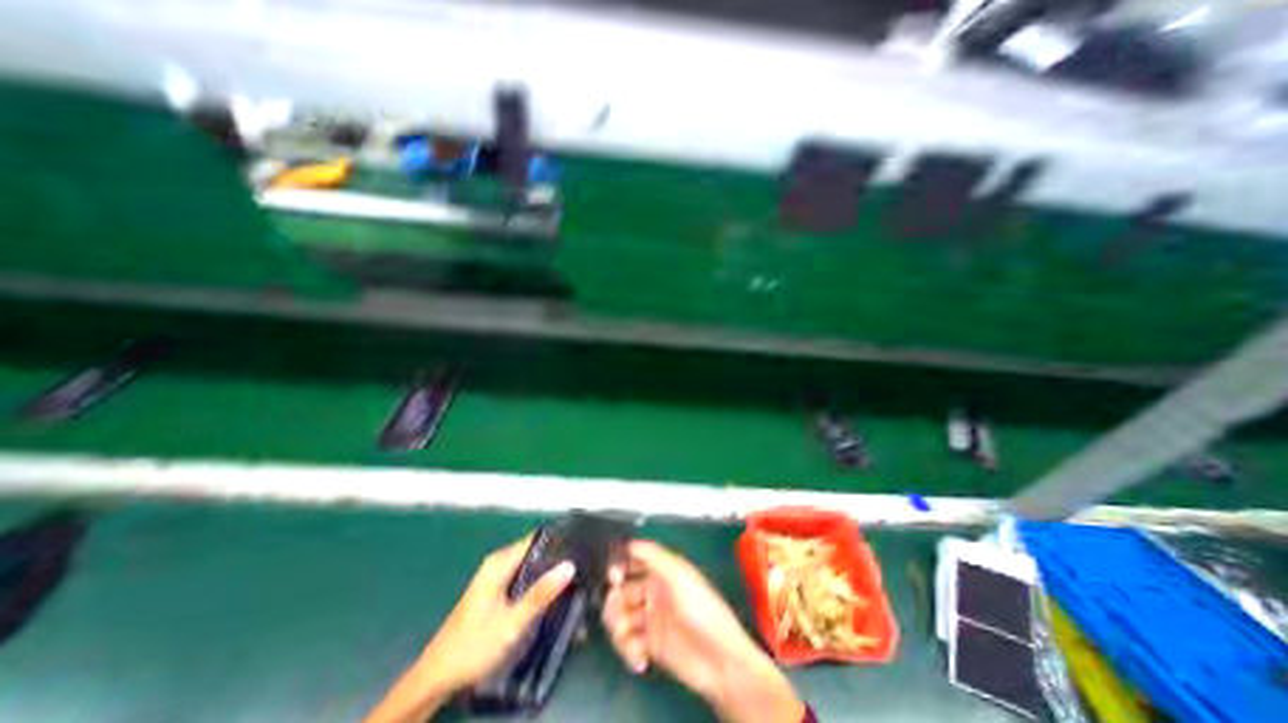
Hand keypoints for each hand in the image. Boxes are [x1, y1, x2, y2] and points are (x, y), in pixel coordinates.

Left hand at [361, 533, 571, 721]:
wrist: (436, 678)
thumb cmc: (473, 646)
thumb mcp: (511, 622)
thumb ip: (541, 594)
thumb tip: (570, 566)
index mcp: (500, 562)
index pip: (537, 538)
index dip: (559, 540)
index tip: (583, 546)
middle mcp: (499, 563)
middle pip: (536, 552)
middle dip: (558, 559)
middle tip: (584, 568)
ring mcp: (496, 577)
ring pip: (531, 566)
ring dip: (550, 574)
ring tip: (575, 582)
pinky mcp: (496, 591)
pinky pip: (524, 578)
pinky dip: (539, 584)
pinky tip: (553, 596)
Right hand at [604, 543, 802, 722]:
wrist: (721, 661)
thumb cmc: (703, 610)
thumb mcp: (680, 577)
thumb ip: (654, 557)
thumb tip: (631, 543)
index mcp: (662, 572)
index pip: (634, 561)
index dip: (620, 565)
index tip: (614, 577)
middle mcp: (654, 592)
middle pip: (622, 591)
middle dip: (615, 603)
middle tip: (619, 616)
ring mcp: (651, 619)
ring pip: (620, 618)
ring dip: (619, 630)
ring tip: (629, 642)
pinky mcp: (650, 645)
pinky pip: (628, 643)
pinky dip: (628, 651)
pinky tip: (640, 660)